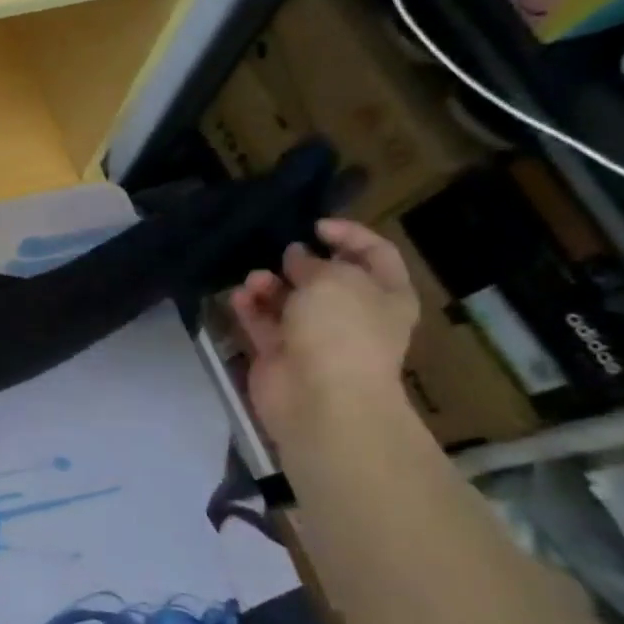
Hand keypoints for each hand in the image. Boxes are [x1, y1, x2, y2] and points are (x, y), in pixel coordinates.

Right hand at [229, 219, 419, 447]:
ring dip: (268, 284)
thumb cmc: (341, 331)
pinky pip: (262, 322)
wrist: (320, 399)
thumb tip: (296, 257)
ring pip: (288, 300)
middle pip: (325, 278)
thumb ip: (312, 263)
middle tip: (280, 255)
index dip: (349, 234)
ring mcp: (314, 336)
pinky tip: (239, 297)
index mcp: (385, 295)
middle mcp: (352, 314)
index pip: (374, 253)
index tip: (315, 225)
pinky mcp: (279, 353)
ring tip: (254, 281)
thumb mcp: (333, 280)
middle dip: (299, 263)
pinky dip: (249, 308)